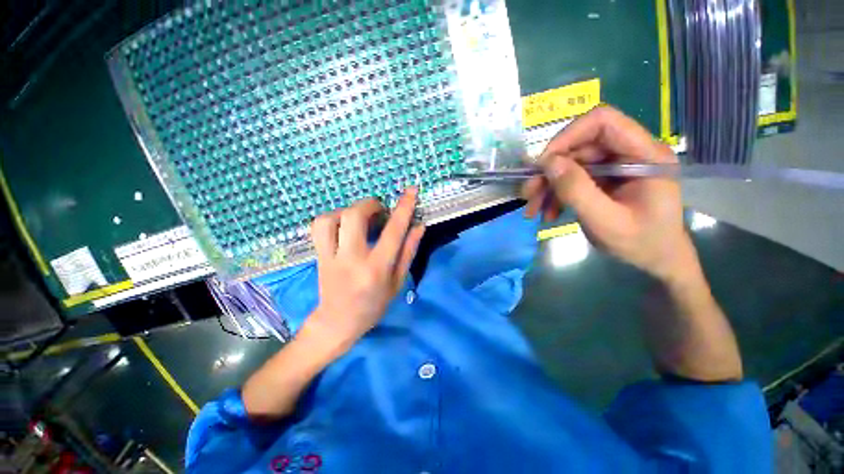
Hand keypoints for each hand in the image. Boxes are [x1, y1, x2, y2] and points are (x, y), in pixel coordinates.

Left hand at [306, 188, 424, 351]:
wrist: (337, 322)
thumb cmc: (374, 305)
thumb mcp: (397, 282)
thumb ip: (408, 251)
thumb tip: (419, 226)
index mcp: (376, 269)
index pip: (393, 231)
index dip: (404, 207)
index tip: (411, 190)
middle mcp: (352, 259)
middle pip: (354, 216)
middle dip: (370, 204)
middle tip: (380, 210)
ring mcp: (330, 256)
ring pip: (331, 218)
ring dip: (349, 210)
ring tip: (361, 217)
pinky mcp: (318, 255)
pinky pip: (319, 226)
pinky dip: (333, 217)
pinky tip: (344, 224)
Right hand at [522, 106, 696, 282]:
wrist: (657, 260)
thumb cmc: (642, 243)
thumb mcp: (607, 222)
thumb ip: (578, 191)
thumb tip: (548, 163)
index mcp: (644, 154)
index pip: (602, 121)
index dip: (568, 136)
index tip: (543, 164)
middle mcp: (629, 152)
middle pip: (579, 146)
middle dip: (549, 171)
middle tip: (528, 194)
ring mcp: (615, 166)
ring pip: (570, 164)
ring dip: (547, 186)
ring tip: (533, 209)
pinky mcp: (604, 178)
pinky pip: (572, 178)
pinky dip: (555, 195)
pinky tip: (548, 213)